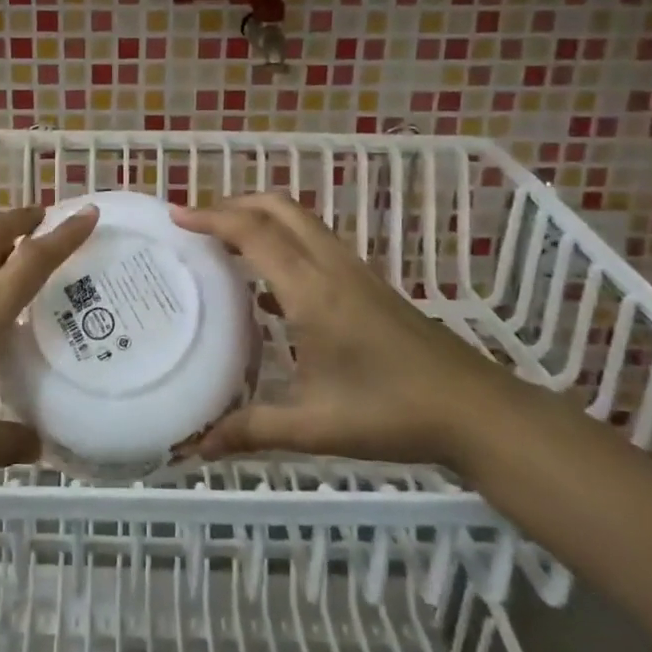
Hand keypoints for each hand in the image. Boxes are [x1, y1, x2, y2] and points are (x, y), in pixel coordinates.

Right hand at [173, 193, 504, 466]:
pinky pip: (315, 244)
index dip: (213, 218)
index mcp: (312, 292)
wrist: (475, 410)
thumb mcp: (315, 426)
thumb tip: (195, 448)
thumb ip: (251, 430)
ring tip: (223, 242)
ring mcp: (354, 272)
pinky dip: (283, 242)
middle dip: (235, 203)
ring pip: (300, 222)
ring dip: (260, 218)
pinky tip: (267, 288)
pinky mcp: (368, 284)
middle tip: (197, 222)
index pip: (255, 234)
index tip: (176, 216)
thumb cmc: (392, 413)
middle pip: (279, 208)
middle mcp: (331, 268)